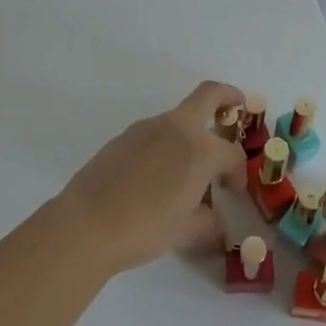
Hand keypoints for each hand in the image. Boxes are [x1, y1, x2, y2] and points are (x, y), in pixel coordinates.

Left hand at [53, 81, 246, 274]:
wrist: (87, 224)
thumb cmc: (145, 228)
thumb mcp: (185, 231)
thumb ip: (207, 221)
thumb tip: (213, 219)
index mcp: (199, 149)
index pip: (231, 153)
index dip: (238, 172)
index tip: (232, 191)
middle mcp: (175, 128)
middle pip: (209, 94)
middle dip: (228, 97)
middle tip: (237, 109)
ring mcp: (146, 128)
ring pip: (179, 118)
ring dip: (192, 131)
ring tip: (188, 170)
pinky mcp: (123, 137)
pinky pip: (154, 133)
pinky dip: (166, 145)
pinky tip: (157, 177)